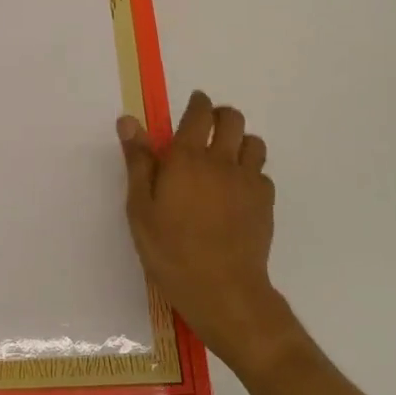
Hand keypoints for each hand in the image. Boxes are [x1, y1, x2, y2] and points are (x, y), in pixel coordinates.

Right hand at [118, 91, 296, 371]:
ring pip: (253, 142)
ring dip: (239, 142)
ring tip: (225, 158)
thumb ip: (138, 161)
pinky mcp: (266, 202)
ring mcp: (248, 181)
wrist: (223, 291)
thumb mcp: (141, 208)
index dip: (197, 103)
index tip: (193, 105)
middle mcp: (221, 160)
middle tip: (207, 128)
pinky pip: (262, 173)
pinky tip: (238, 191)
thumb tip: (129, 121)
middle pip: (232, 118)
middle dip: (220, 115)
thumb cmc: (171, 251)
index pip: (199, 113)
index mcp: (187, 157)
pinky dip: (251, 172)